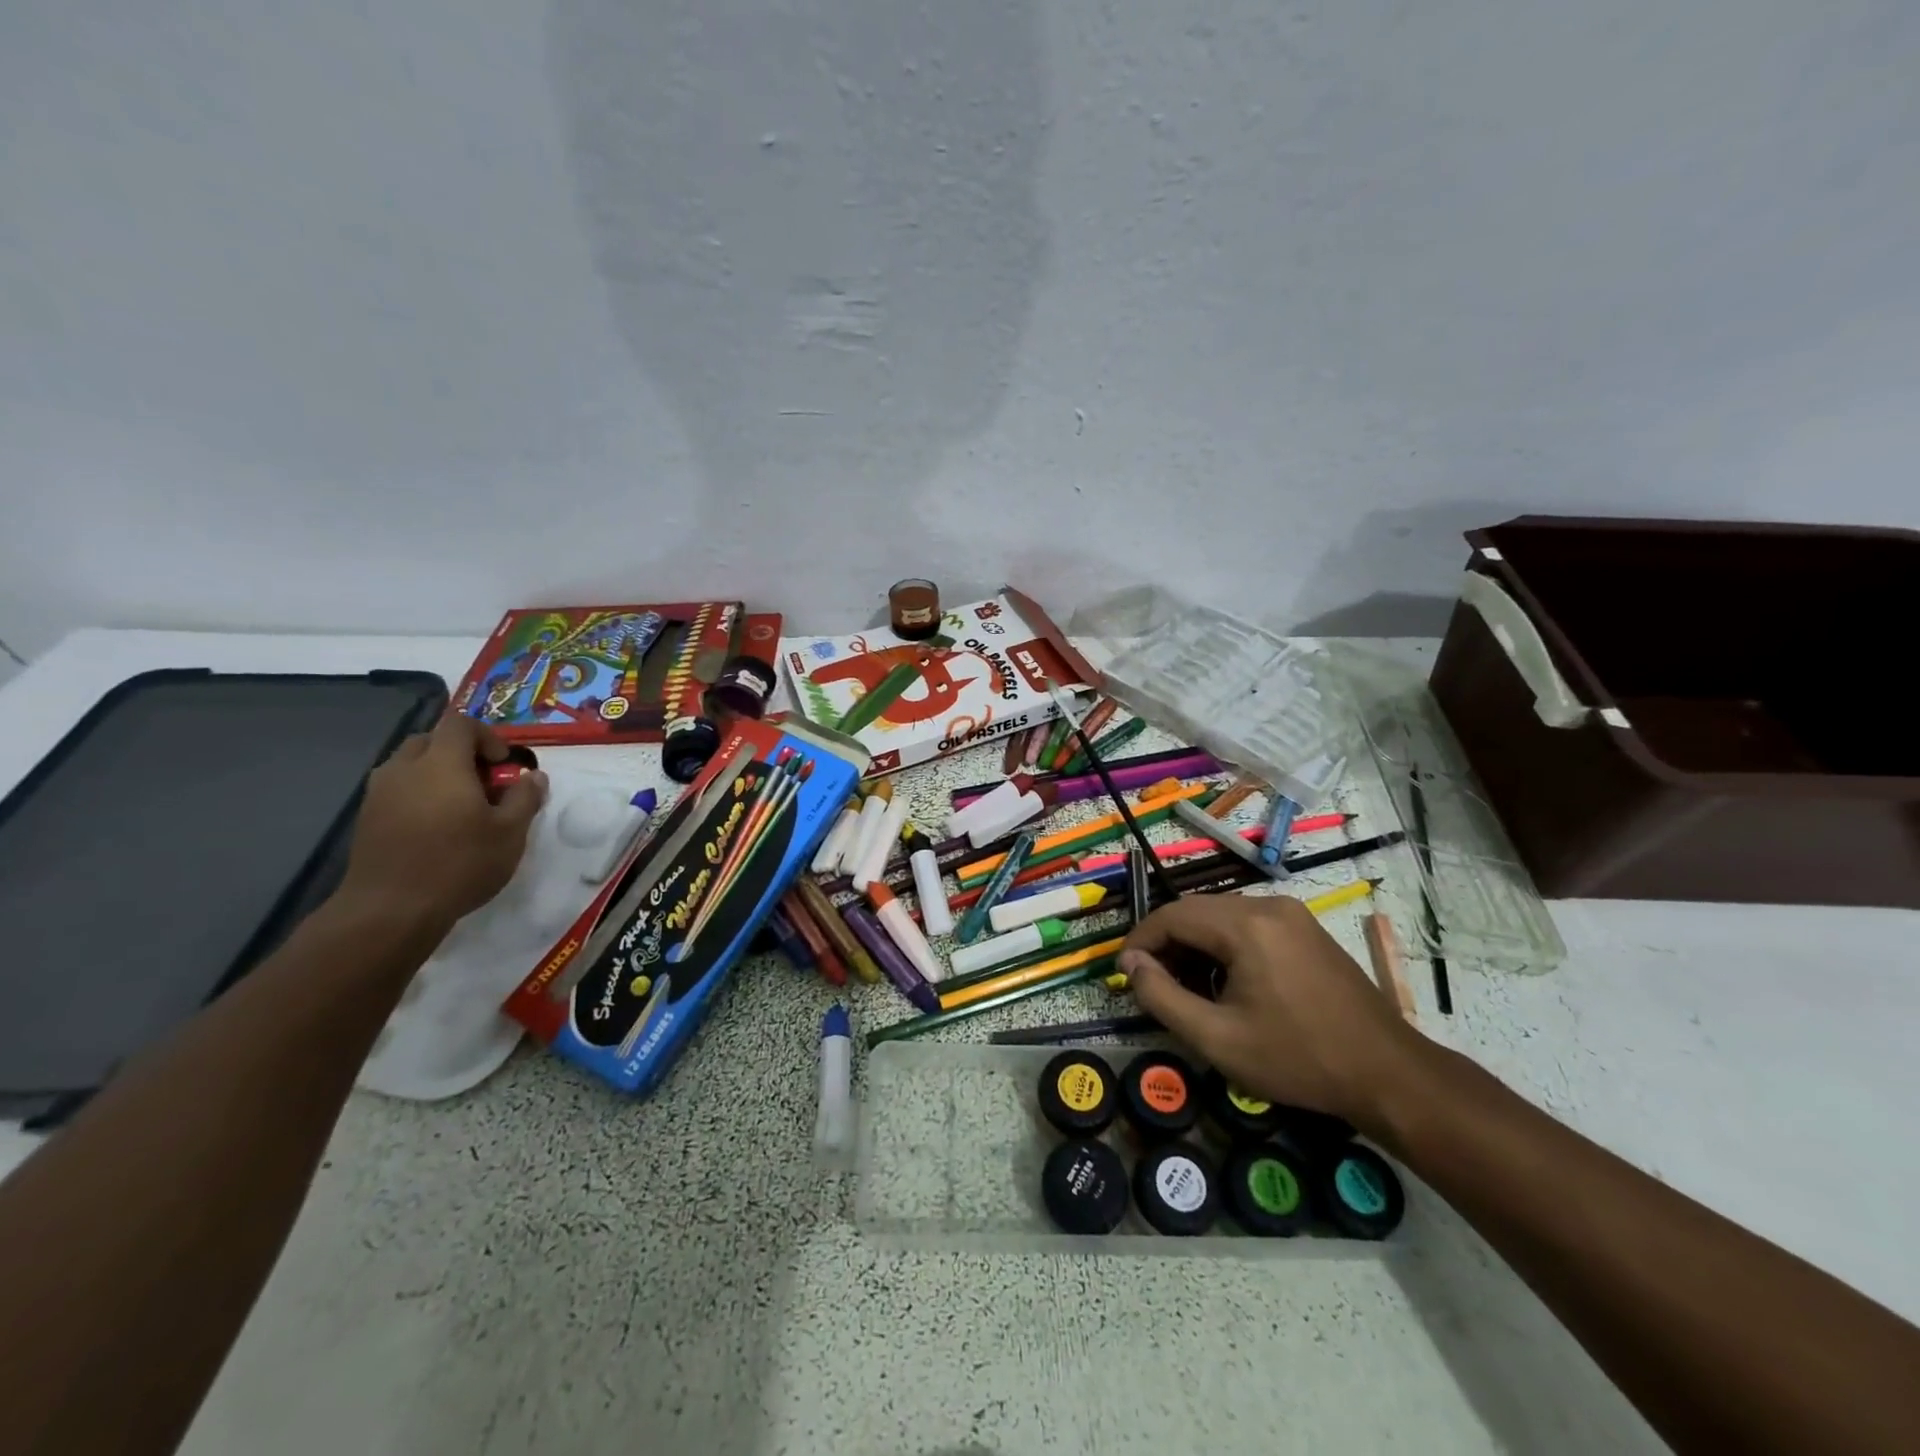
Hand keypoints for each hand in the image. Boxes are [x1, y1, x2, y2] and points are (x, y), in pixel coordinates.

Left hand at [337, 714, 547, 932]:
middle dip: (460, 752)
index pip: (460, 723)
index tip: (503, 765)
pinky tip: (435, 827)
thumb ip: (525, 798)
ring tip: (459, 806)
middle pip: (431, 740)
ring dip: (436, 773)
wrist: (390, 910)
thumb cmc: (460, 863)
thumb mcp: (510, 832)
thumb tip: (534, 776)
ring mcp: (379, 793)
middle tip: (483, 782)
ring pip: (409, 764)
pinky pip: (396, 789)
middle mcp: (404, 769)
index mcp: (441, 764)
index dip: (487, 736)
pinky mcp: (366, 818)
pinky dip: (418, 794)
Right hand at [1121, 894, 1417, 1129]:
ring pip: (1221, 917)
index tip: (1124, 973)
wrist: (1388, 1074)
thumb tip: (1132, 965)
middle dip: (1166, 943)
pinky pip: (1248, 925)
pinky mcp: (1306, 929)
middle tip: (1150, 983)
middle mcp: (1267, 905)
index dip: (1140, 940)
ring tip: (1185, 987)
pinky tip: (1224, 982)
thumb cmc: (1298, 1058)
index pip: (1172, 915)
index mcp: (1246, 925)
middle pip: (1196, 911)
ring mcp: (1291, 914)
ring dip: (1194, 944)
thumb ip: (1162, 997)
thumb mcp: (1218, 1039)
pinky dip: (1223, 946)